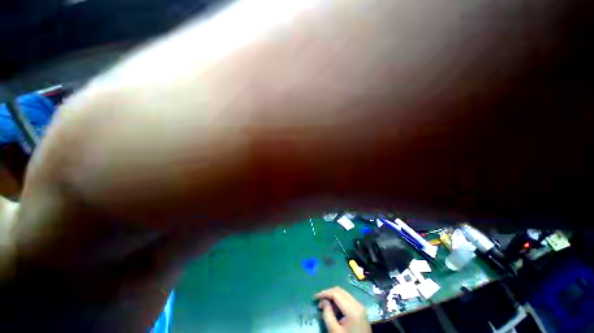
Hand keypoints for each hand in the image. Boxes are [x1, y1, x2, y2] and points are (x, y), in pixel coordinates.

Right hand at [315, 287, 371, 332]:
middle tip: (319, 301)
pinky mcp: (360, 310)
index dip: (324, 293)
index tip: (315, 297)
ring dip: (333, 297)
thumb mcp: (334, 331)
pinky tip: (334, 309)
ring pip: (344, 294)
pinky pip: (347, 300)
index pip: (336, 293)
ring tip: (325, 305)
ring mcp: (360, 306)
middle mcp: (357, 304)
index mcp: (352, 308)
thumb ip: (327, 314)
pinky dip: (339, 301)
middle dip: (328, 294)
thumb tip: (323, 301)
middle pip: (340, 291)